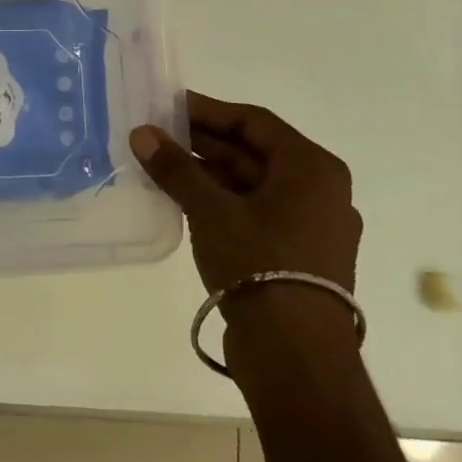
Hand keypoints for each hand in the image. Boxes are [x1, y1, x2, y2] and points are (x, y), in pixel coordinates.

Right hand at [131, 92, 359, 297]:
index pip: (253, 122)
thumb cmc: (259, 263)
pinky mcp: (297, 255)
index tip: (168, 106)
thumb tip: (141, 133)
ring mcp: (311, 226)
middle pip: (253, 152)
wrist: (295, 354)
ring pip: (251, 184)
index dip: (207, 110)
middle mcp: (319, 191)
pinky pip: (255, 211)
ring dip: (207, 173)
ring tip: (161, 167)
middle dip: (202, 143)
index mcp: (311, 169)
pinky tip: (183, 201)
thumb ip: (175, 168)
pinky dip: (221, 201)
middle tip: (157, 136)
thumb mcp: (210, 209)